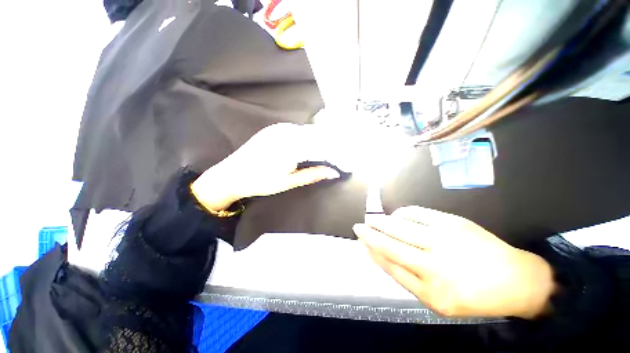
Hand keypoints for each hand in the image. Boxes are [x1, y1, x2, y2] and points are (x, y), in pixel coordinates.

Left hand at [191, 123, 339, 210]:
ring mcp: (280, 128)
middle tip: (339, 159)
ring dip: (321, 141)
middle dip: (331, 146)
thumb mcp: (288, 181)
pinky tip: (312, 147)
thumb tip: (333, 172)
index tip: (344, 163)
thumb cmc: (259, 182)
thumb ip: (312, 174)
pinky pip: (298, 130)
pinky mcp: (274, 128)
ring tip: (329, 154)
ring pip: (309, 131)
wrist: (231, 175)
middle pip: (317, 136)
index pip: (322, 146)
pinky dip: (308, 138)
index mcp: (291, 146)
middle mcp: (287, 132)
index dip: (336, 154)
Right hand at [353, 206, 555, 318]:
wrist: (514, 279)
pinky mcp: (452, 221)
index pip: (389, 264)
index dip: (371, 249)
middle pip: (391, 243)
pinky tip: (397, 216)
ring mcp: (444, 239)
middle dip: (370, 232)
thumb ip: (404, 276)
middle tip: (359, 225)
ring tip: (374, 220)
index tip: (360, 239)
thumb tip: (377, 254)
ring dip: (382, 221)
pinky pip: (416, 213)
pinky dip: (401, 213)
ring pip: (400, 226)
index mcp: (432, 290)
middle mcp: (435, 264)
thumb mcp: (435, 300)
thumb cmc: (472, 295)